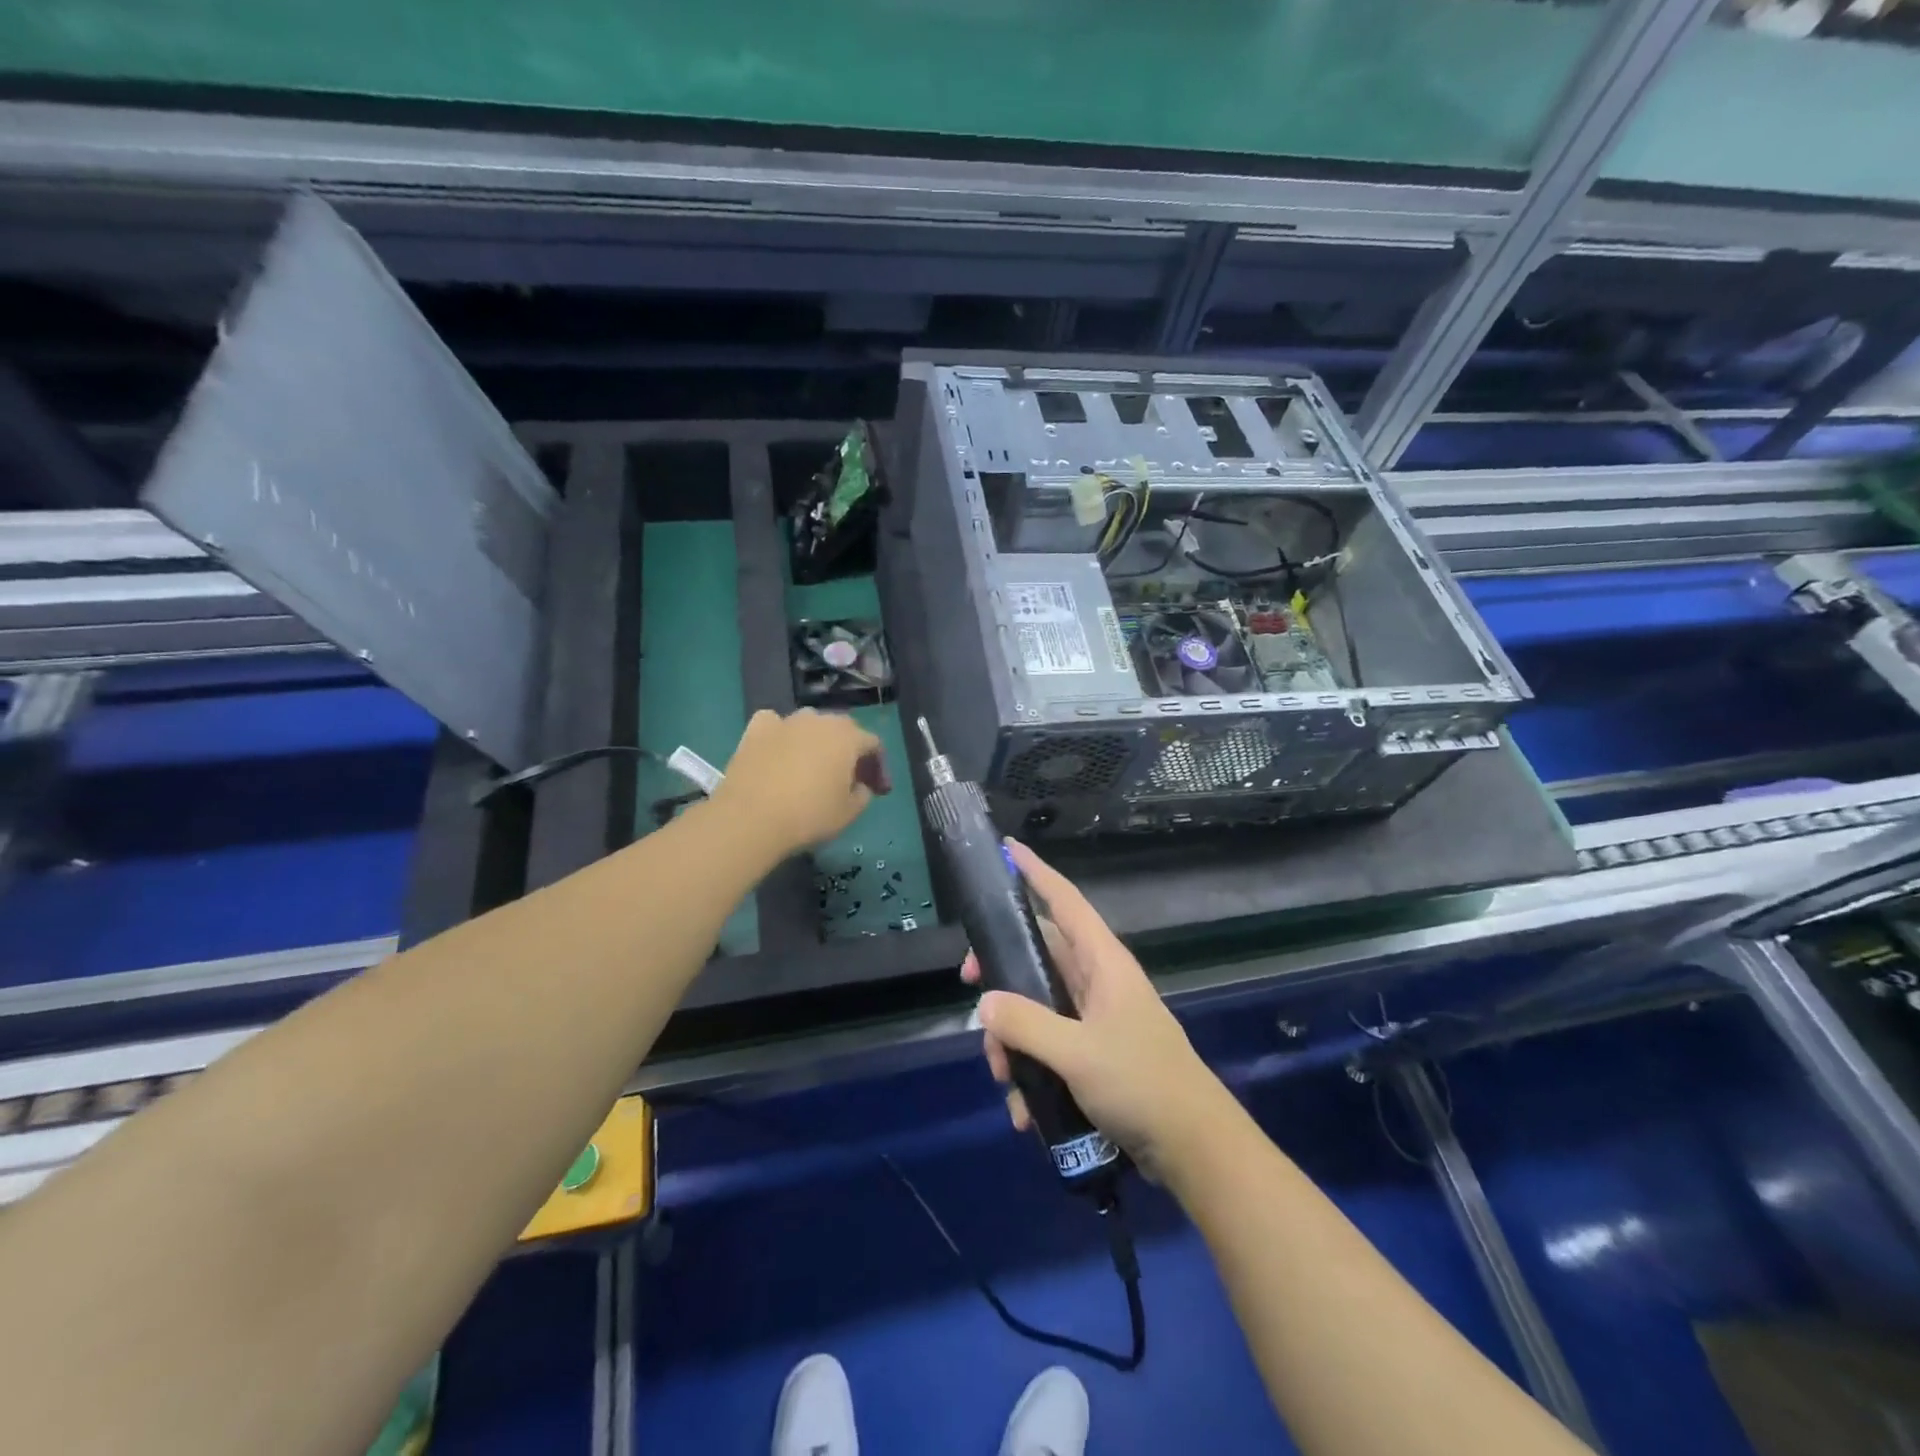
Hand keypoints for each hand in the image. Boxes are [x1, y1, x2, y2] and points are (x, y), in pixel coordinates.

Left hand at [713, 709, 888, 856]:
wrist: (751, 818)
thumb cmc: (809, 816)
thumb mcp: (849, 813)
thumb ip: (863, 795)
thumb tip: (860, 785)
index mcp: (848, 738)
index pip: (873, 744)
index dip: (878, 766)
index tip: (876, 789)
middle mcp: (820, 720)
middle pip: (843, 728)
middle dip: (850, 750)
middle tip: (848, 777)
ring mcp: (786, 721)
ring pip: (810, 722)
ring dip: (817, 739)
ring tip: (812, 763)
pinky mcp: (756, 729)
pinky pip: (775, 723)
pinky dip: (781, 733)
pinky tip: (779, 749)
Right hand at [963, 840, 1226, 1179]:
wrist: (1193, 1148)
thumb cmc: (1141, 1083)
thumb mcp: (1078, 1053)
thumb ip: (1026, 1025)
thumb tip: (984, 1003)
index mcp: (1103, 962)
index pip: (1065, 901)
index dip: (1036, 872)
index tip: (1006, 849)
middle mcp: (1097, 982)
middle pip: (1038, 955)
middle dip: (1001, 973)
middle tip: (969, 984)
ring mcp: (1095, 1019)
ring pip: (1036, 1006)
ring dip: (1012, 1039)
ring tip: (1004, 1078)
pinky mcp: (1092, 1054)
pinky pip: (1048, 1047)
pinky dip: (1031, 1072)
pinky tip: (1024, 1112)